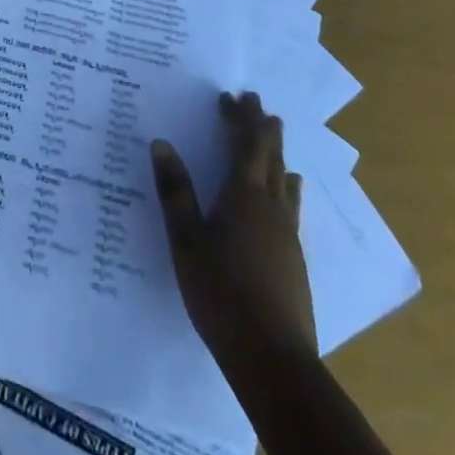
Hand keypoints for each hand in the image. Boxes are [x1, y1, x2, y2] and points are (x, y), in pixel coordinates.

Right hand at [151, 92, 316, 361]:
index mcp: (244, 197)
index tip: (232, 95)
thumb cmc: (221, 294)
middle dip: (261, 126)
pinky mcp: (293, 257)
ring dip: (276, 152)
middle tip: (255, 101)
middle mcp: (271, 207)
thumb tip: (161, 143)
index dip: (240, 118)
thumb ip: (175, 191)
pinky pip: (290, 203)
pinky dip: (286, 183)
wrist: (274, 360)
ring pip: (284, 179)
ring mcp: (287, 233)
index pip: (246, 145)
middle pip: (271, 156)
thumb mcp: (186, 241)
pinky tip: (289, 191)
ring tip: (273, 135)